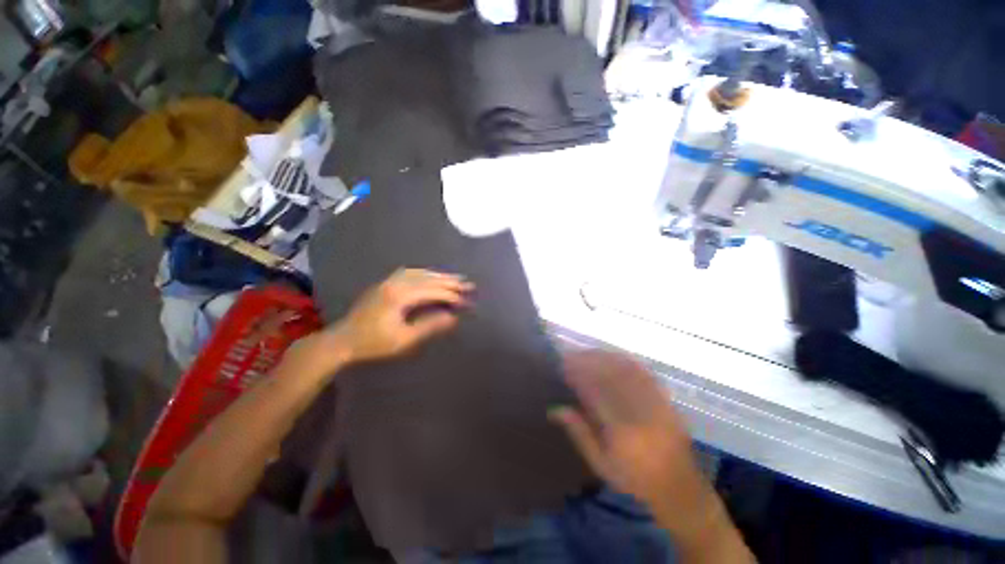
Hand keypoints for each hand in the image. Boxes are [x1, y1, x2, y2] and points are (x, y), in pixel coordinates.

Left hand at [326, 268, 473, 364]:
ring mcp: (388, 281)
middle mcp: (395, 283)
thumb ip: (430, 326)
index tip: (467, 302)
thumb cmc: (374, 343)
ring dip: (439, 275)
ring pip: (420, 273)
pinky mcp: (385, 284)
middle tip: (468, 284)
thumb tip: (453, 318)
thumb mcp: (404, 340)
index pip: (433, 291)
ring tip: (455, 278)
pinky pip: (410, 273)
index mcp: (400, 296)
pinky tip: (430, 276)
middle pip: (428, 278)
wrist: (343, 340)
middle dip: (450, 282)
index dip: (452, 297)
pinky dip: (425, 273)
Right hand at [550, 350, 695, 512]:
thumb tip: (555, 409)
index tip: (562, 365)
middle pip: (609, 374)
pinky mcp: (664, 399)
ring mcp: (654, 402)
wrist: (678, 488)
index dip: (576, 374)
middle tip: (571, 355)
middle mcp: (638, 411)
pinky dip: (625, 361)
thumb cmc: (634, 478)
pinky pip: (643, 372)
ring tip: (587, 353)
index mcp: (620, 429)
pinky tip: (613, 357)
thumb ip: (579, 433)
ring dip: (604, 357)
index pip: (593, 391)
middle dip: (588, 360)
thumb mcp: (601, 463)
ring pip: (625, 369)